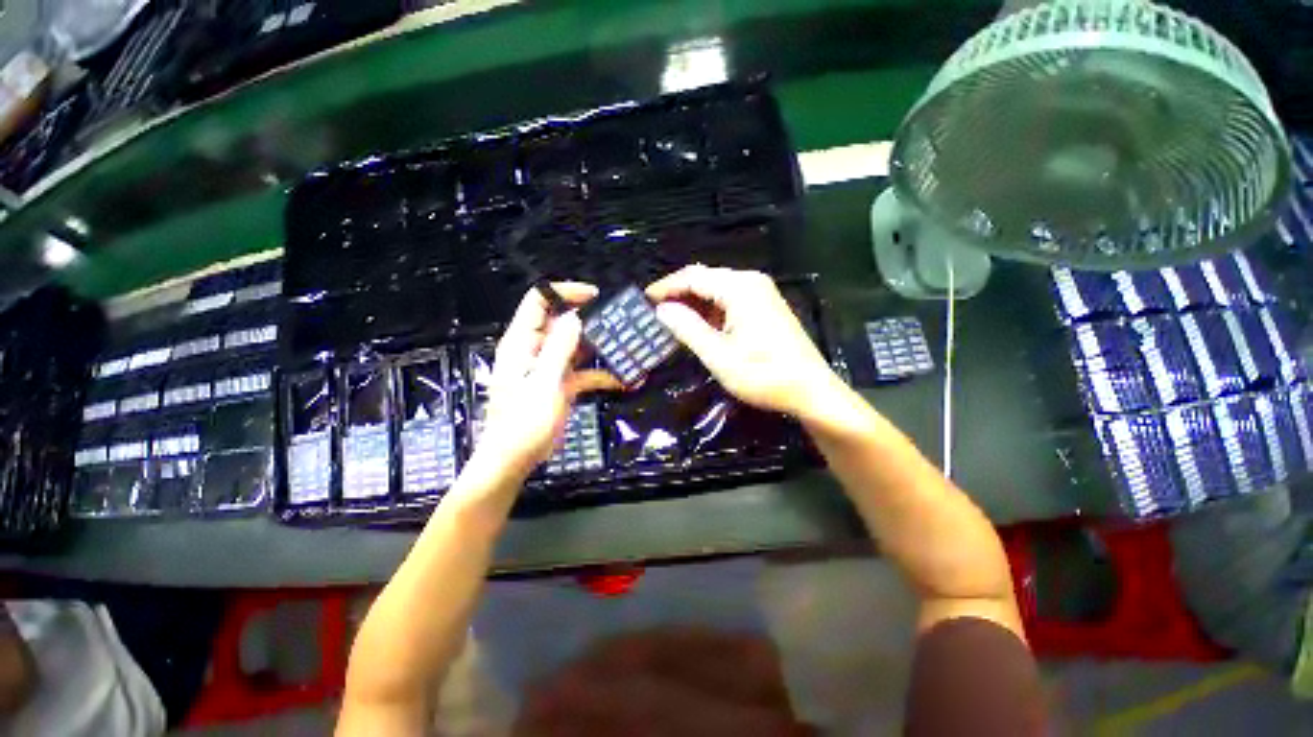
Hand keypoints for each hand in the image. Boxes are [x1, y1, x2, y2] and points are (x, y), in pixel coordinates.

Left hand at [475, 283, 620, 476]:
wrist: (515, 459)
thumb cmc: (523, 422)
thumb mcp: (544, 383)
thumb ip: (559, 349)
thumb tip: (574, 317)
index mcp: (522, 342)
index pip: (539, 302)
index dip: (564, 292)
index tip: (594, 296)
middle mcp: (535, 349)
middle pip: (562, 322)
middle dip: (590, 319)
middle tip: (618, 321)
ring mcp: (550, 367)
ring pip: (576, 346)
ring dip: (600, 346)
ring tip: (626, 345)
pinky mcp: (561, 383)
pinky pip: (584, 371)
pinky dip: (602, 374)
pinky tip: (624, 379)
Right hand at [646, 265, 838, 418]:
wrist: (811, 391)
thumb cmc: (763, 374)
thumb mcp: (718, 355)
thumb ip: (687, 328)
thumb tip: (662, 309)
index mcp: (739, 287)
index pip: (693, 277)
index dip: (666, 287)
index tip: (644, 300)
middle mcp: (751, 282)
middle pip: (705, 280)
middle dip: (679, 295)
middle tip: (655, 313)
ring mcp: (761, 294)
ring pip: (717, 290)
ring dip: (694, 304)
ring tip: (671, 321)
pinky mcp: (765, 307)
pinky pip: (729, 301)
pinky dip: (710, 311)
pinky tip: (698, 326)